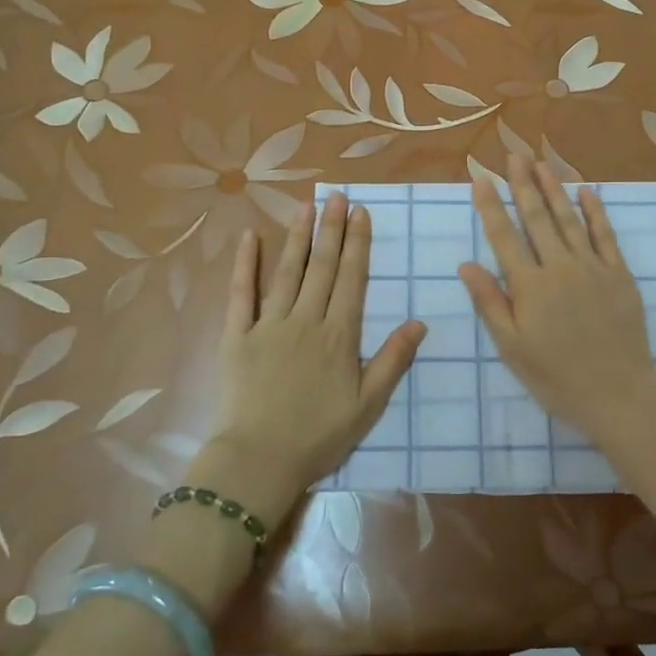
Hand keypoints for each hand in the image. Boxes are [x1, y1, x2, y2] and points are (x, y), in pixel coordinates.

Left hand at [196, 192, 424, 528]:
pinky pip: (240, 294)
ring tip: (306, 206)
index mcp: (338, 335)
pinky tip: (249, 237)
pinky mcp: (236, 336)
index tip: (361, 213)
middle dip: (331, 229)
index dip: (358, 244)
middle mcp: (305, 320)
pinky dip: (245, 264)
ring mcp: (268, 324)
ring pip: (287, 271)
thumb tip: (419, 322)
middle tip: (337, 195)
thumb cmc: (318, 436)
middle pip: (322, 267)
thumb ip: (393, 360)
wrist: (259, 460)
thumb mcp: (368, 404)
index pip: (351, 279)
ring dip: (297, 236)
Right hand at [460, 156, 655, 445]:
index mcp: (529, 286)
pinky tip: (587, 191)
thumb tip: (466, 264)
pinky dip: (595, 211)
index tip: (481, 177)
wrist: (618, 393)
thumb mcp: (512, 348)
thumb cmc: (556, 377)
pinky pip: (605, 235)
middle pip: (537, 218)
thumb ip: (490, 303)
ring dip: (554, 189)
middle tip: (513, 155)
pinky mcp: (619, 274)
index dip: (491, 206)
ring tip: (542, 163)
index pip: (504, 237)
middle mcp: (559, 267)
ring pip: (569, 219)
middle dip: (523, 184)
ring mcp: (592, 267)